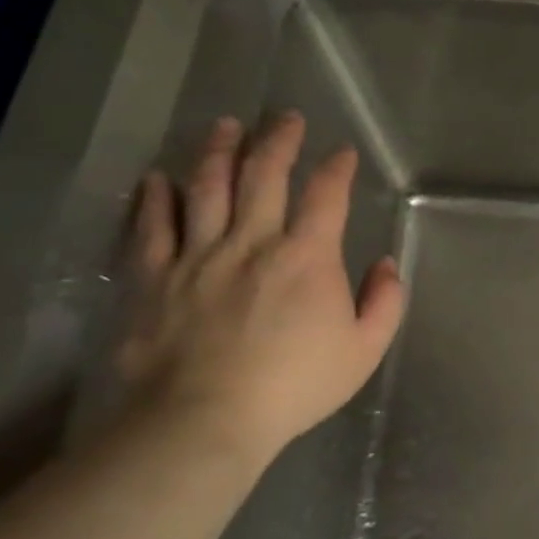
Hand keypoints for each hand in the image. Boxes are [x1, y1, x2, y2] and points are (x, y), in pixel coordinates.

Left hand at [114, 113, 404, 464]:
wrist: (204, 420)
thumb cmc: (294, 387)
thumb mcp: (365, 350)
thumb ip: (385, 302)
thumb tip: (386, 264)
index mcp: (307, 256)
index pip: (326, 195)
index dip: (337, 167)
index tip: (343, 152)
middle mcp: (253, 241)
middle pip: (264, 174)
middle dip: (279, 140)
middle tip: (285, 118)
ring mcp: (198, 255)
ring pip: (207, 187)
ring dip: (218, 151)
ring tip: (226, 126)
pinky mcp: (154, 278)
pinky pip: (152, 227)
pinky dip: (154, 198)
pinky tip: (156, 178)